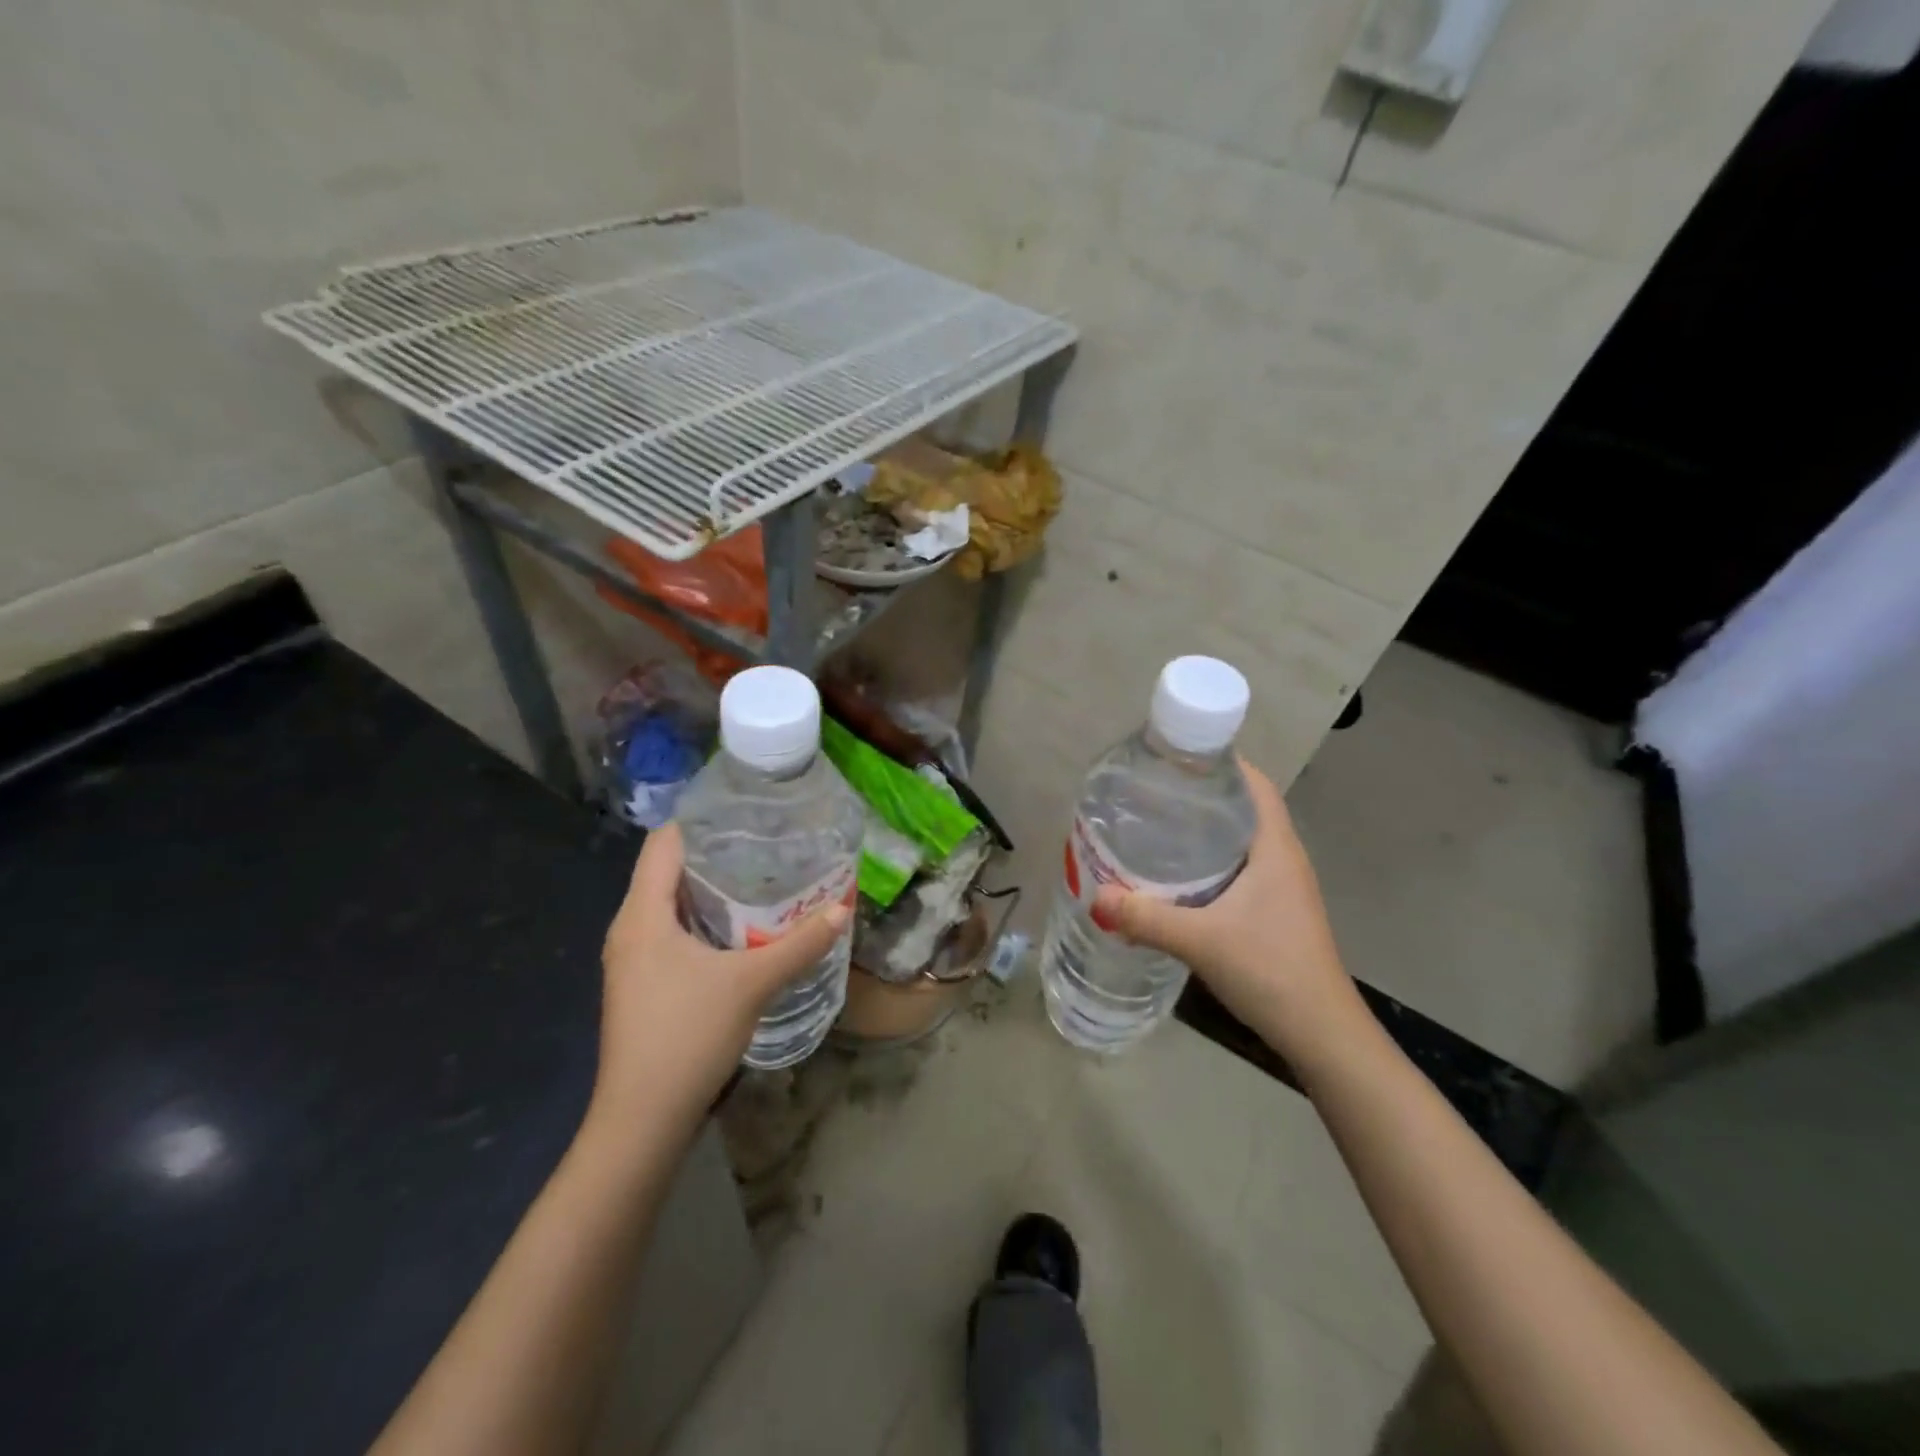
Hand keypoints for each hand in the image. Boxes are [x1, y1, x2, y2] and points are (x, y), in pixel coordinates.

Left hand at [591, 824, 849, 1131]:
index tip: (746, 814)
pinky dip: (702, 920)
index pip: (664, 843)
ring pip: (669, 904)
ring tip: (762, 879)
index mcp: (642, 914)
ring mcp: (631, 959)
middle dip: (715, 854)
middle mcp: (629, 928)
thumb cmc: (688, 1035)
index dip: (701, 820)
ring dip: (710, 890)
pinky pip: (670, 932)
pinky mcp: (640, 984)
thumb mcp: (752, 983)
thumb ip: (800, 944)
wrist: (643, 1118)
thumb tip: (843, 908)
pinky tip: (740, 930)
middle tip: (766, 844)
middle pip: (667, 870)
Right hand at [1093, 758, 1365, 1072]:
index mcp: (1275, 848)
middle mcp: (1283, 858)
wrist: (1321, 1032)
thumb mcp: (1202, 940)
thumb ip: (1147, 918)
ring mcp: (1282, 887)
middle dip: (1202, 794)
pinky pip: (1239, 868)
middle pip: (1243, 807)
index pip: (1254, 784)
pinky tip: (1177, 876)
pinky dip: (1209, 860)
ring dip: (1205, 829)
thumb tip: (1095, 896)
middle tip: (1152, 791)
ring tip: (1157, 825)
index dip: (1221, 762)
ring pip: (1240, 840)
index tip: (1176, 757)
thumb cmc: (1271, 970)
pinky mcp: (1274, 911)